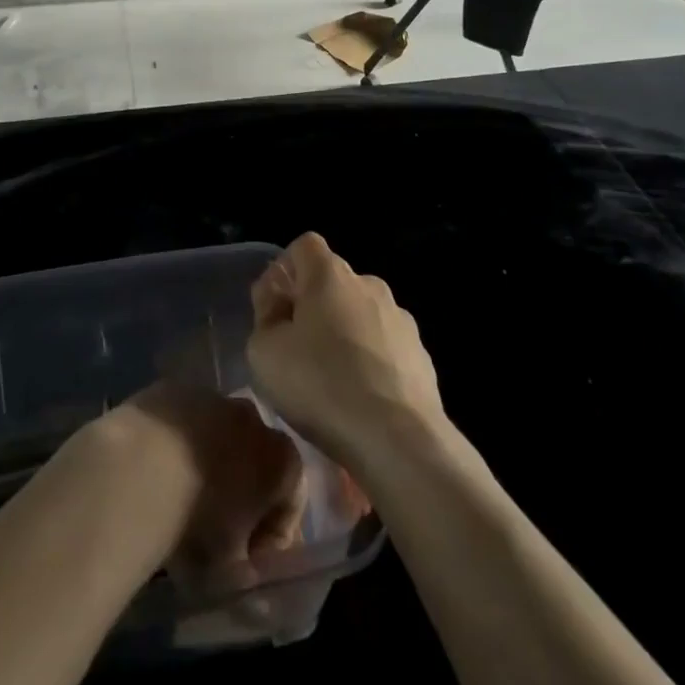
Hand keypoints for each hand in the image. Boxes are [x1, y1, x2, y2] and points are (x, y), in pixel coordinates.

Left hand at [103, 382, 306, 582]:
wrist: (140, 466)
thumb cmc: (198, 520)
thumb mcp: (230, 569)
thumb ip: (247, 576)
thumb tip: (248, 586)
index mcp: (282, 458)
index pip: (290, 504)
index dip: (272, 541)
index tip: (247, 565)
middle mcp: (254, 417)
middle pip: (255, 463)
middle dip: (241, 496)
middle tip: (214, 534)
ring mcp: (212, 397)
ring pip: (218, 437)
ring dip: (208, 466)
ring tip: (180, 502)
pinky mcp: (172, 389)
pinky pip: (183, 424)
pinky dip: (176, 446)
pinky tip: (154, 473)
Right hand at [247, 232, 444, 471]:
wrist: (399, 439)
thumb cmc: (321, 385)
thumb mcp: (263, 352)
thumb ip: (265, 318)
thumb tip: (279, 305)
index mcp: (330, 275)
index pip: (305, 246)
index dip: (285, 270)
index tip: (275, 308)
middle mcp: (369, 285)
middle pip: (333, 282)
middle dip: (313, 306)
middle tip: (296, 350)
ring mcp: (401, 319)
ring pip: (361, 315)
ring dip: (344, 335)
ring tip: (331, 381)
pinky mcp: (421, 355)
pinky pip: (385, 346)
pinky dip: (370, 362)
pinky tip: (361, 399)